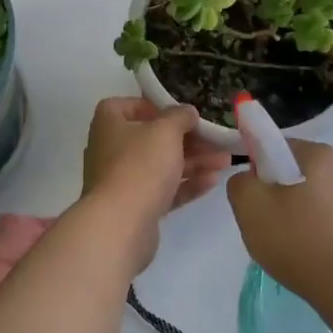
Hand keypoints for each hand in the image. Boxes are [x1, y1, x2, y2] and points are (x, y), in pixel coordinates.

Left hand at [82, 98, 229, 227]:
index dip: (152, 107)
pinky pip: (163, 190)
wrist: (121, 225)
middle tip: (215, 140)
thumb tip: (187, 112)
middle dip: (186, 139)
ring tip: (224, 161)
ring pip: (161, 166)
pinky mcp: (135, 207)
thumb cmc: (140, 165)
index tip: (178, 113)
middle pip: (151, 138)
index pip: (126, 106)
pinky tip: (212, 181)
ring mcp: (122, 181)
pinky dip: (186, 184)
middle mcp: (110, 150)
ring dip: (193, 162)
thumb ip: (179, 116)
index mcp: (108, 124)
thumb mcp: (165, 131)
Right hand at [227, 140, 332, 311]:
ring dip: (306, 215)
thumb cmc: (300, 242)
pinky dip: (326, 234)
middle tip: (272, 226)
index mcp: (320, 154)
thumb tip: (250, 179)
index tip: (258, 201)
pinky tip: (319, 258)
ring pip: (321, 199)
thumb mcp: (250, 207)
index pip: (279, 148)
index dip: (261, 171)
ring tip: (297, 248)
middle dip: (284, 195)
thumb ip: (240, 182)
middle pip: (301, 174)